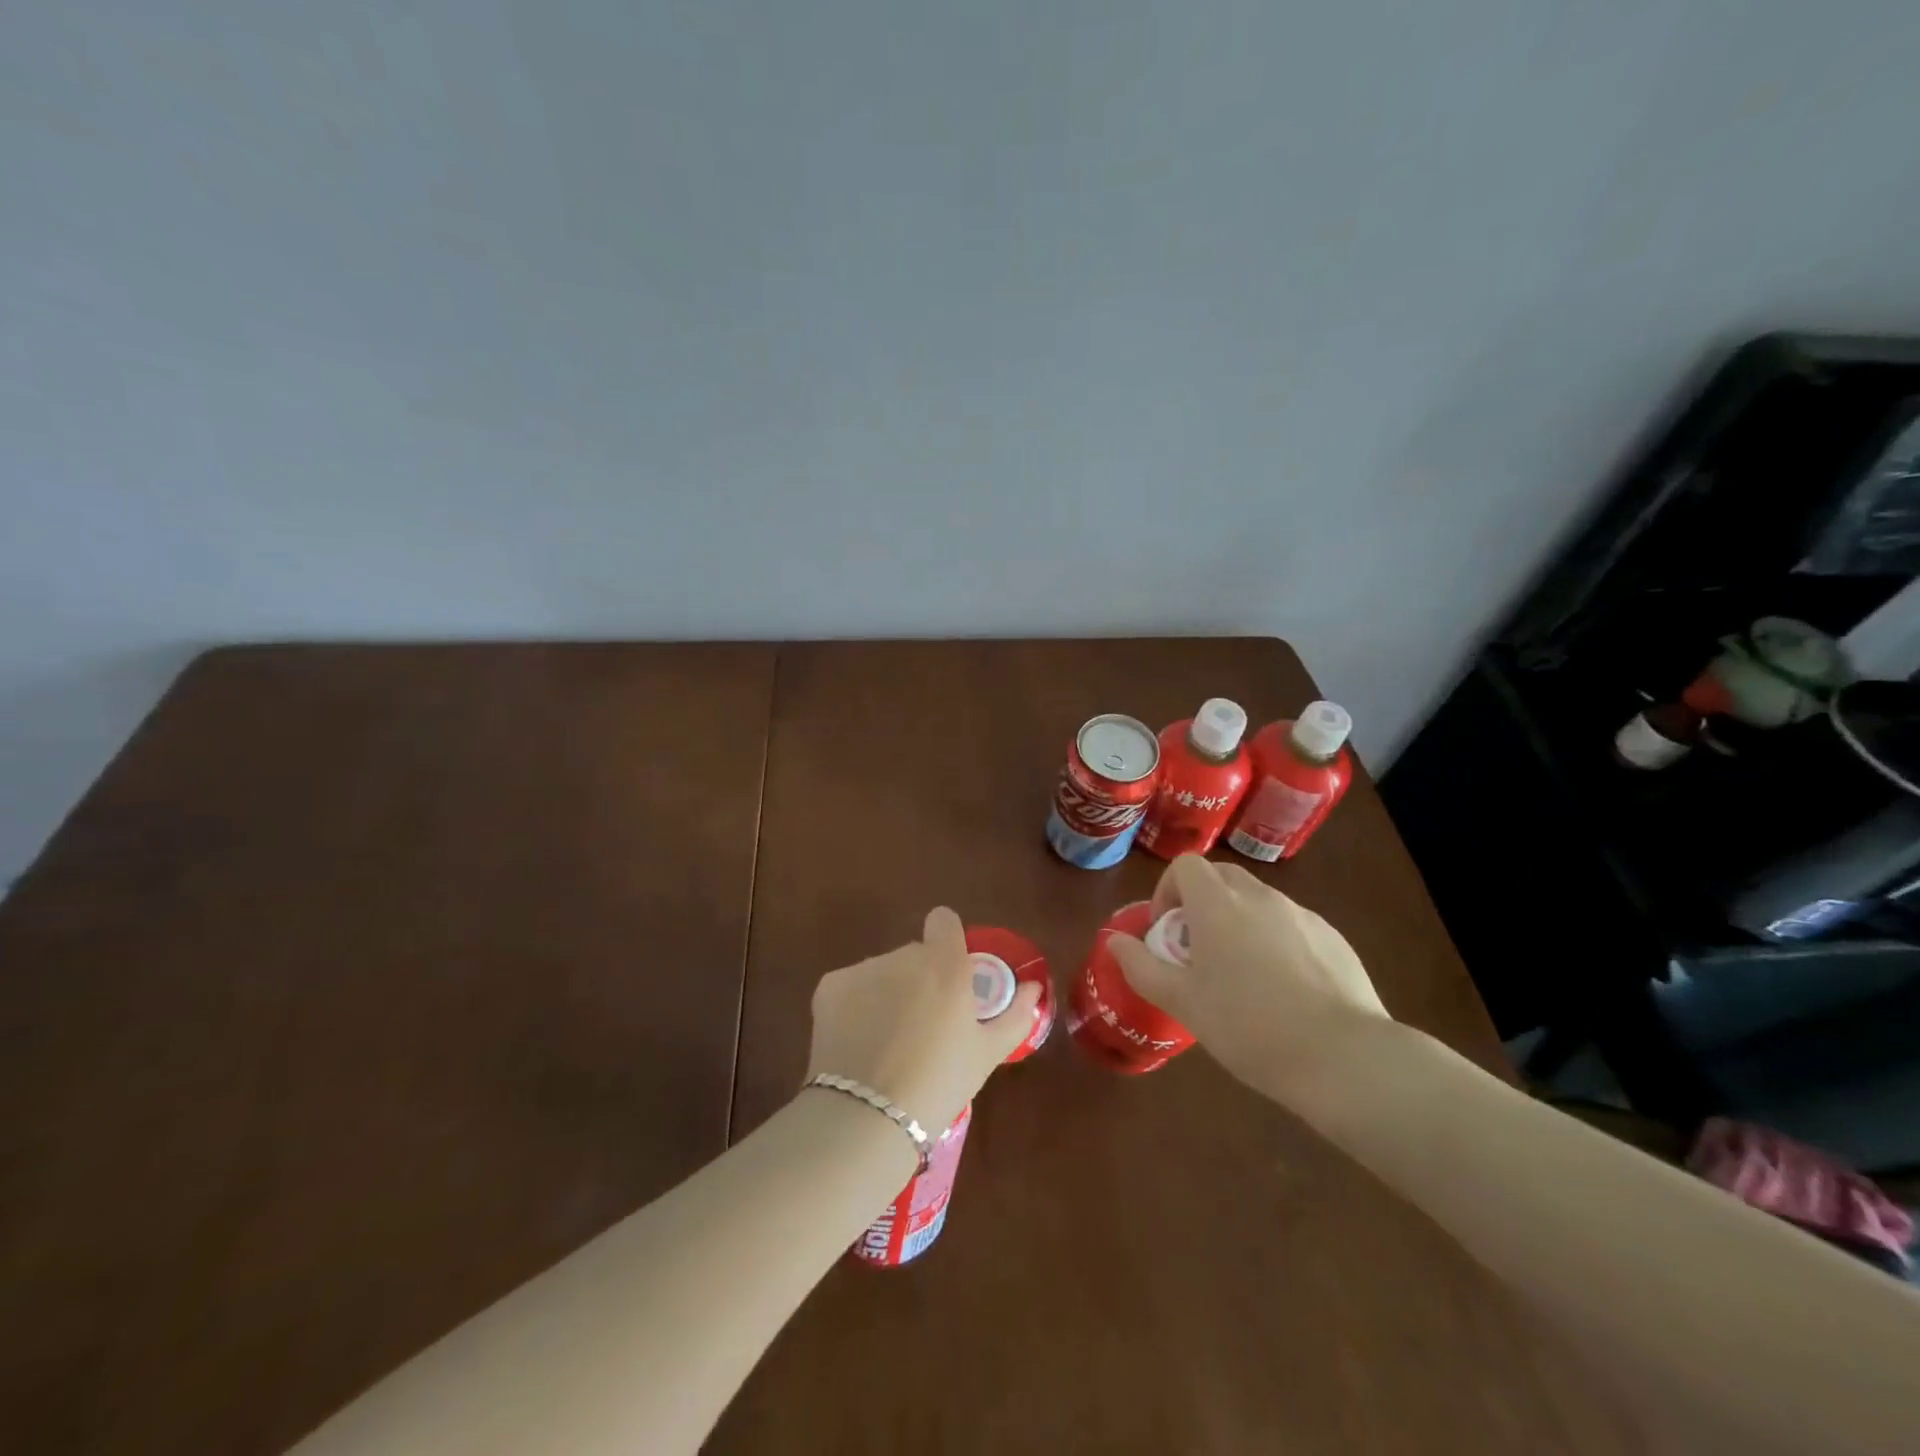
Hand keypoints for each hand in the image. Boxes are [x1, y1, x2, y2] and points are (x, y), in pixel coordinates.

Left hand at [806, 907, 1042, 1133]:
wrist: (867, 1117)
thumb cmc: (939, 1084)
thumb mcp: (987, 1054)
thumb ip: (1015, 1014)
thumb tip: (1033, 988)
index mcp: (945, 965)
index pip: (944, 921)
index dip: (948, 940)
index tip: (951, 973)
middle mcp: (903, 956)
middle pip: (914, 954)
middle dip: (920, 978)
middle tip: (924, 1025)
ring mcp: (863, 969)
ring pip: (882, 971)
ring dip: (888, 991)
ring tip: (889, 1042)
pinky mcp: (829, 986)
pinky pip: (852, 986)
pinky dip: (857, 1005)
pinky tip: (860, 1043)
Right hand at [1108, 855, 1391, 1104]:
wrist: (1341, 1056)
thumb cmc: (1247, 1026)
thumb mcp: (1182, 1002)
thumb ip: (1141, 966)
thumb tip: (1113, 941)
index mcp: (1218, 904)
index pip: (1186, 865)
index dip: (1169, 890)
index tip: (1169, 931)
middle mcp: (1260, 897)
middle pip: (1222, 877)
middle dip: (1203, 903)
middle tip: (1199, 951)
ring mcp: (1301, 914)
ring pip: (1258, 901)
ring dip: (1239, 921)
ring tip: (1242, 975)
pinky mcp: (1333, 938)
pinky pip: (1291, 925)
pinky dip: (1276, 940)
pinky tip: (1285, 990)